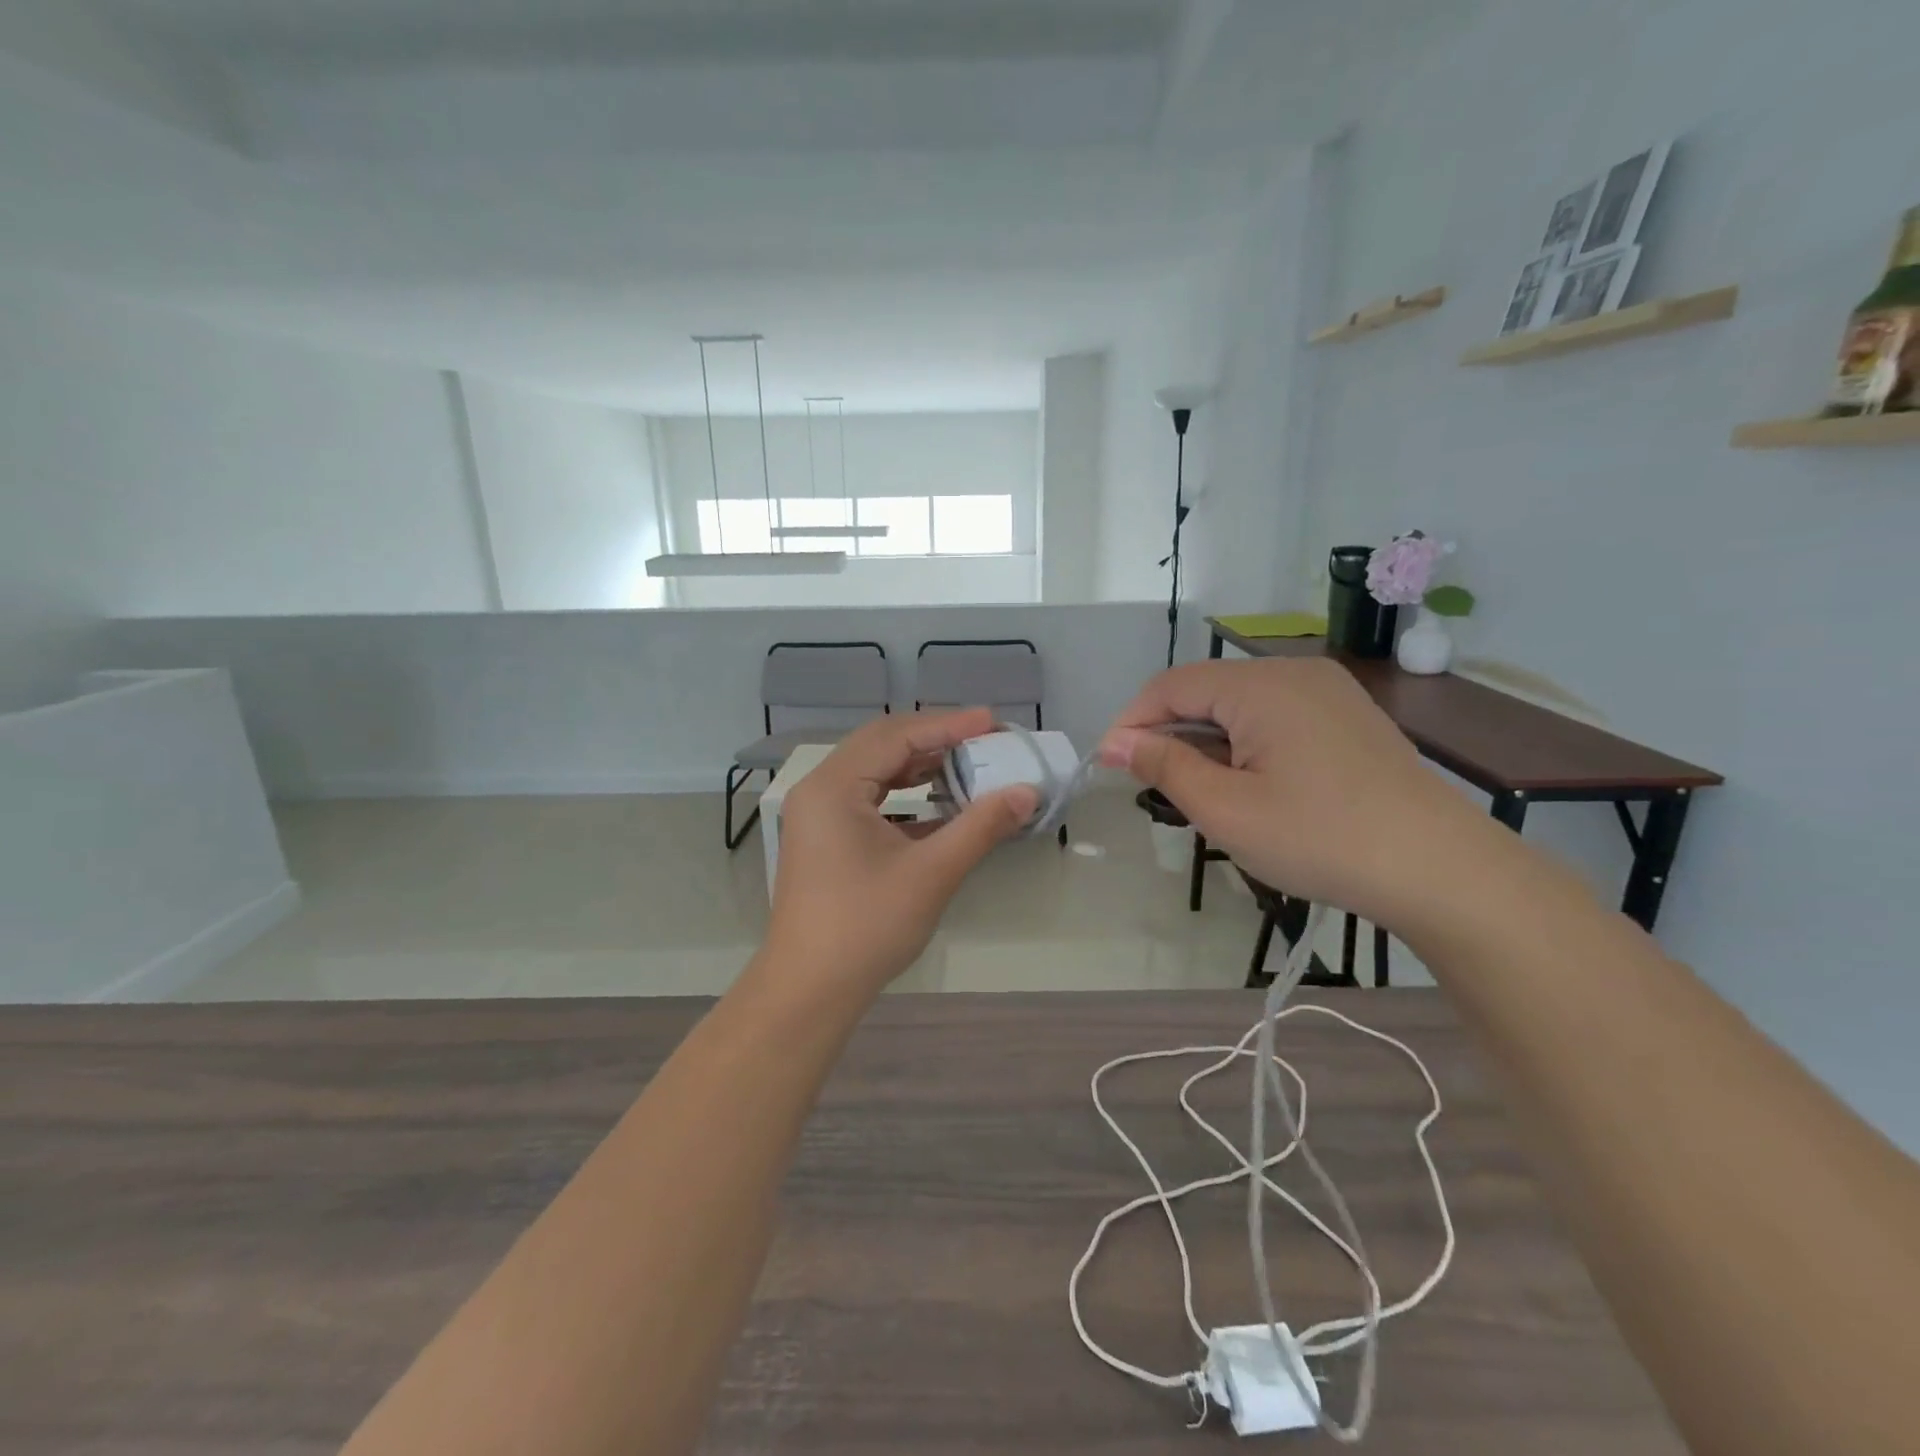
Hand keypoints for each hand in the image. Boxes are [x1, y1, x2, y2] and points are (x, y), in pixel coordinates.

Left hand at [761, 710, 1039, 999]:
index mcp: (833, 786)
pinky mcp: (826, 837)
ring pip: (875, 771)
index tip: (992, 721)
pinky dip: (906, 795)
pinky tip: (941, 802)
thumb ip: (980, 826)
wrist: (811, 990)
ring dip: (921, 766)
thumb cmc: (867, 927)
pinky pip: (869, 798)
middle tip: (984, 739)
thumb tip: (1027, 792)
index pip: (895, 736)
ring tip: (968, 764)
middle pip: (882, 745)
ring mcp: (819, 814)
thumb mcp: (932, 872)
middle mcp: (820, 789)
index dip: (947, 725)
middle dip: (935, 740)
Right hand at [1098, 659, 1494, 932]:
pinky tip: (1251, 783)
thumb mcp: (1225, 809)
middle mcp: (1294, 672)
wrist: (1439, 868)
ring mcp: (1327, 691)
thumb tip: (1114, 742)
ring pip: (1240, 705)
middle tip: (1154, 787)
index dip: (1131, 721)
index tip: (1108, 765)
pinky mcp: (1347, 716)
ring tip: (1202, 792)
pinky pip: (1275, 715)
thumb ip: (1164, 766)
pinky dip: (1245, 742)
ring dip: (1207, 740)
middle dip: (1170, 733)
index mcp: (1261, 685)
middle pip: (1206, 690)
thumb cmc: (1319, 838)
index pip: (1171, 686)